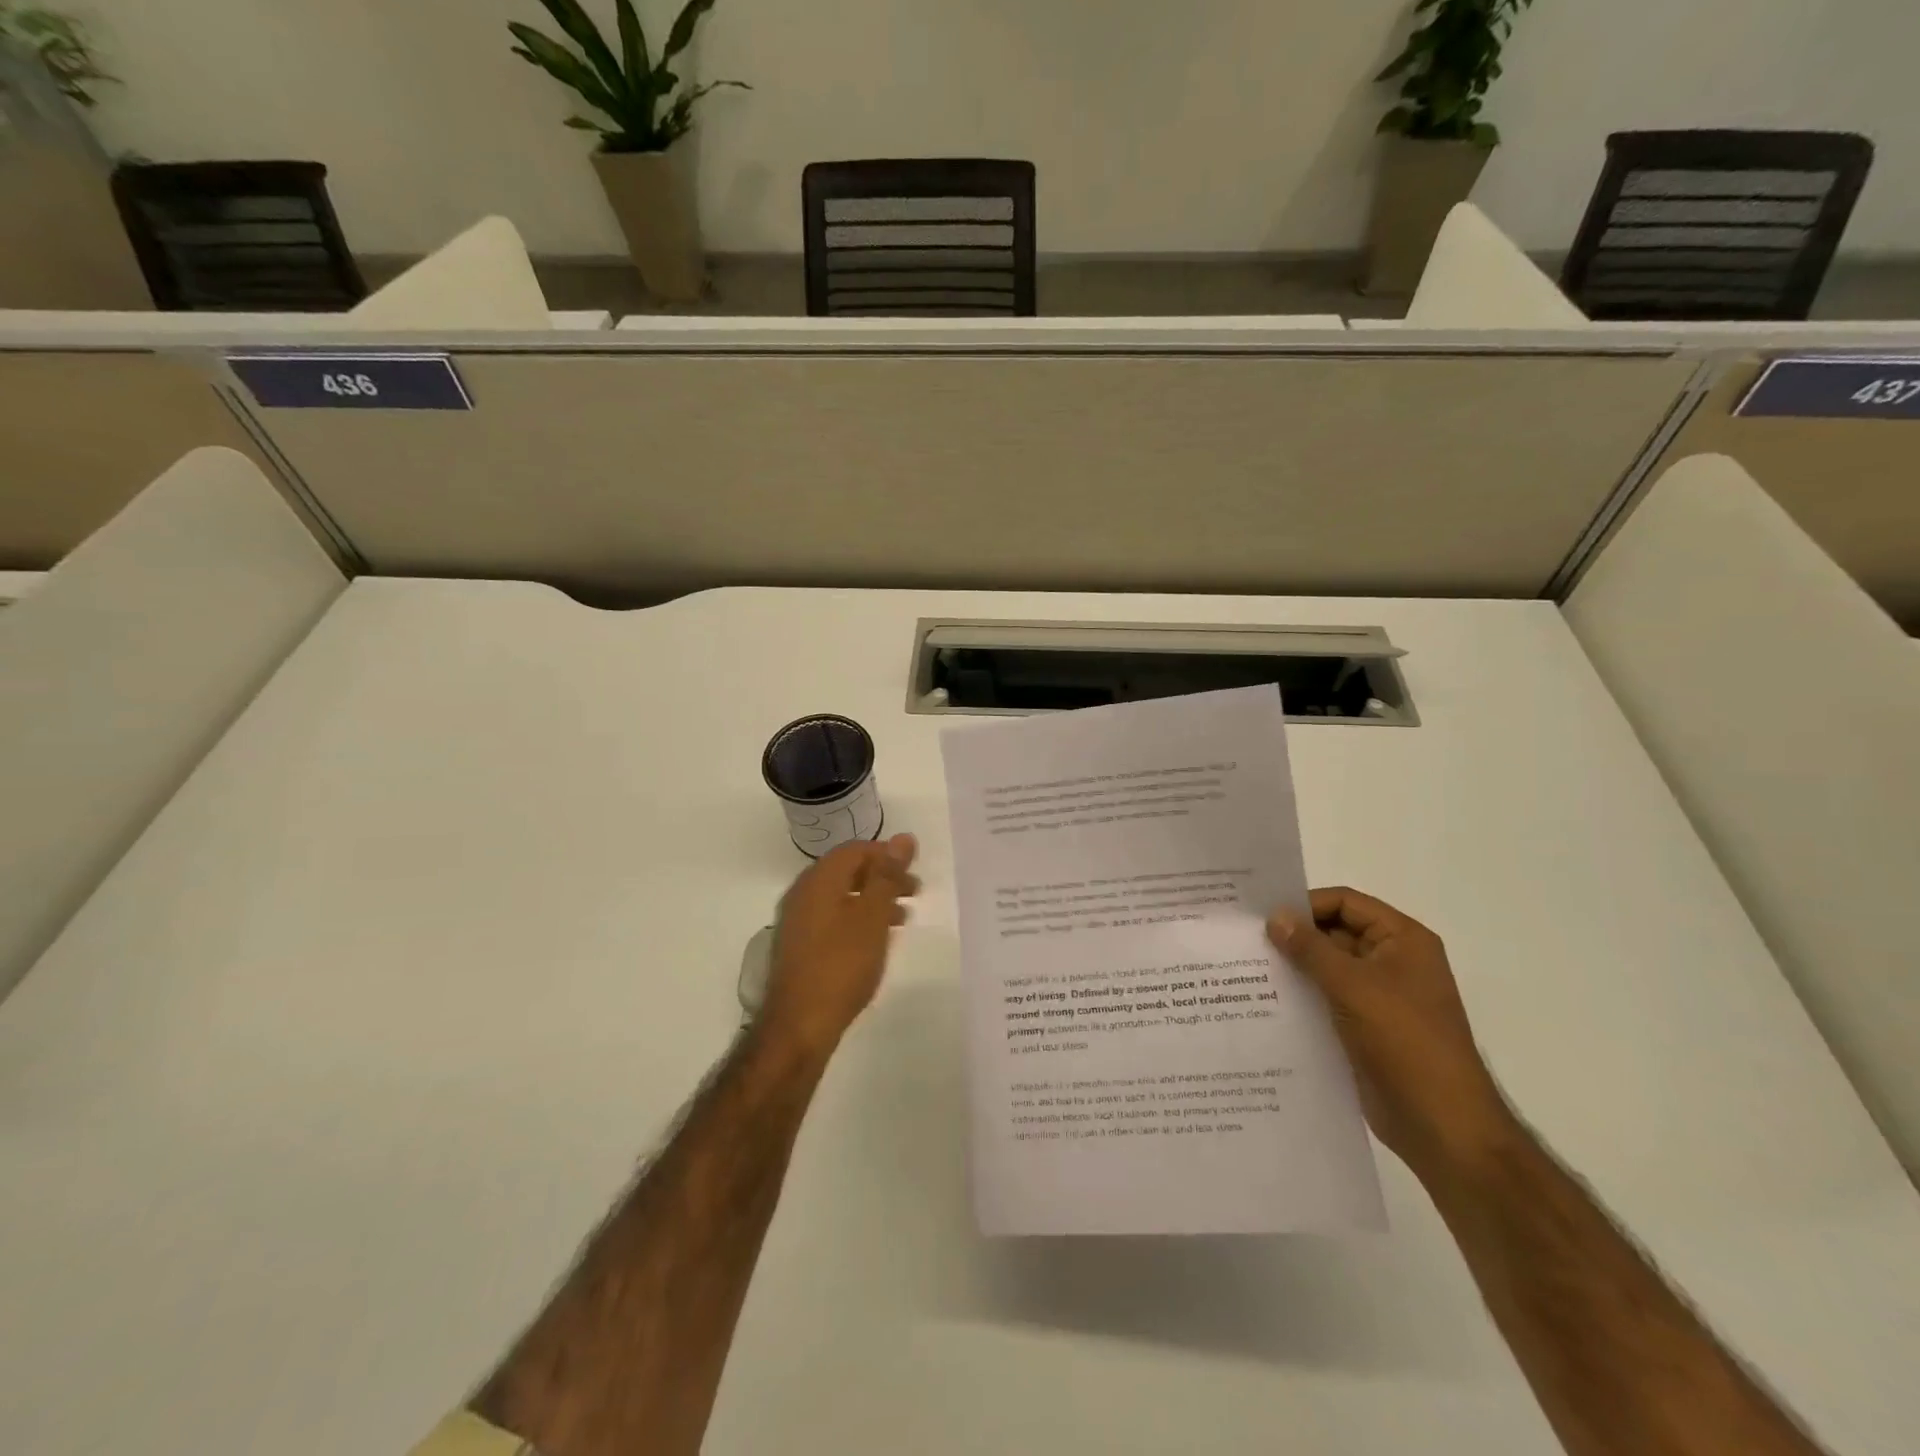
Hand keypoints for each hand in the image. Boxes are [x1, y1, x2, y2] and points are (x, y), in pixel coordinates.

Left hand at [761, 834, 919, 1056]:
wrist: (799, 1025)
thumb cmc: (842, 964)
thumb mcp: (873, 916)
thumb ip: (887, 876)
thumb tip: (903, 837)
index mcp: (819, 880)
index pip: (855, 850)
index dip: (886, 854)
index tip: (914, 870)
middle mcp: (803, 893)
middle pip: (847, 871)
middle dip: (882, 877)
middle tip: (914, 892)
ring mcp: (797, 921)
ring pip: (841, 896)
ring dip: (873, 900)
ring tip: (902, 918)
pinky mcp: (799, 946)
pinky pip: (832, 918)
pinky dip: (858, 919)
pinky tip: (875, 940)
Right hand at [1268, 888, 1513, 1181]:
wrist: (1441, 1126)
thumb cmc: (1405, 1042)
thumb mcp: (1353, 986)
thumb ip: (1310, 948)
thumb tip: (1274, 917)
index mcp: (1402, 941)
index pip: (1345, 903)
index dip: (1305, 905)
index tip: (1262, 917)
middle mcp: (1392, 962)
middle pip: (1334, 933)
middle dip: (1293, 937)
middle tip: (1244, 941)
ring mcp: (1378, 997)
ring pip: (1326, 968)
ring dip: (1293, 968)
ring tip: (1245, 970)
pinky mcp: (1364, 1028)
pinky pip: (1326, 999)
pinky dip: (1300, 997)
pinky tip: (1263, 1002)